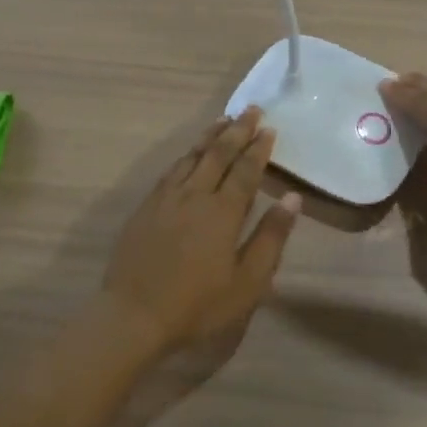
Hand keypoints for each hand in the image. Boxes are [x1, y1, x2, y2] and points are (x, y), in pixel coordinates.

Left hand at [101, 108, 301, 355]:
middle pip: (218, 154)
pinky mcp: (146, 207)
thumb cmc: (198, 305)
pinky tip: (189, 153)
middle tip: (251, 110)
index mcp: (223, 212)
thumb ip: (271, 237)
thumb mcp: (247, 282)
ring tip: (223, 120)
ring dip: (210, 136)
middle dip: (237, 131)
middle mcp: (195, 195)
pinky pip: (171, 170)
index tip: (269, 128)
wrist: (133, 316)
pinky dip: (186, 155)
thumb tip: (293, 199)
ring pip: (192, 157)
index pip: (245, 170)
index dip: (258, 149)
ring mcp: (167, 199)